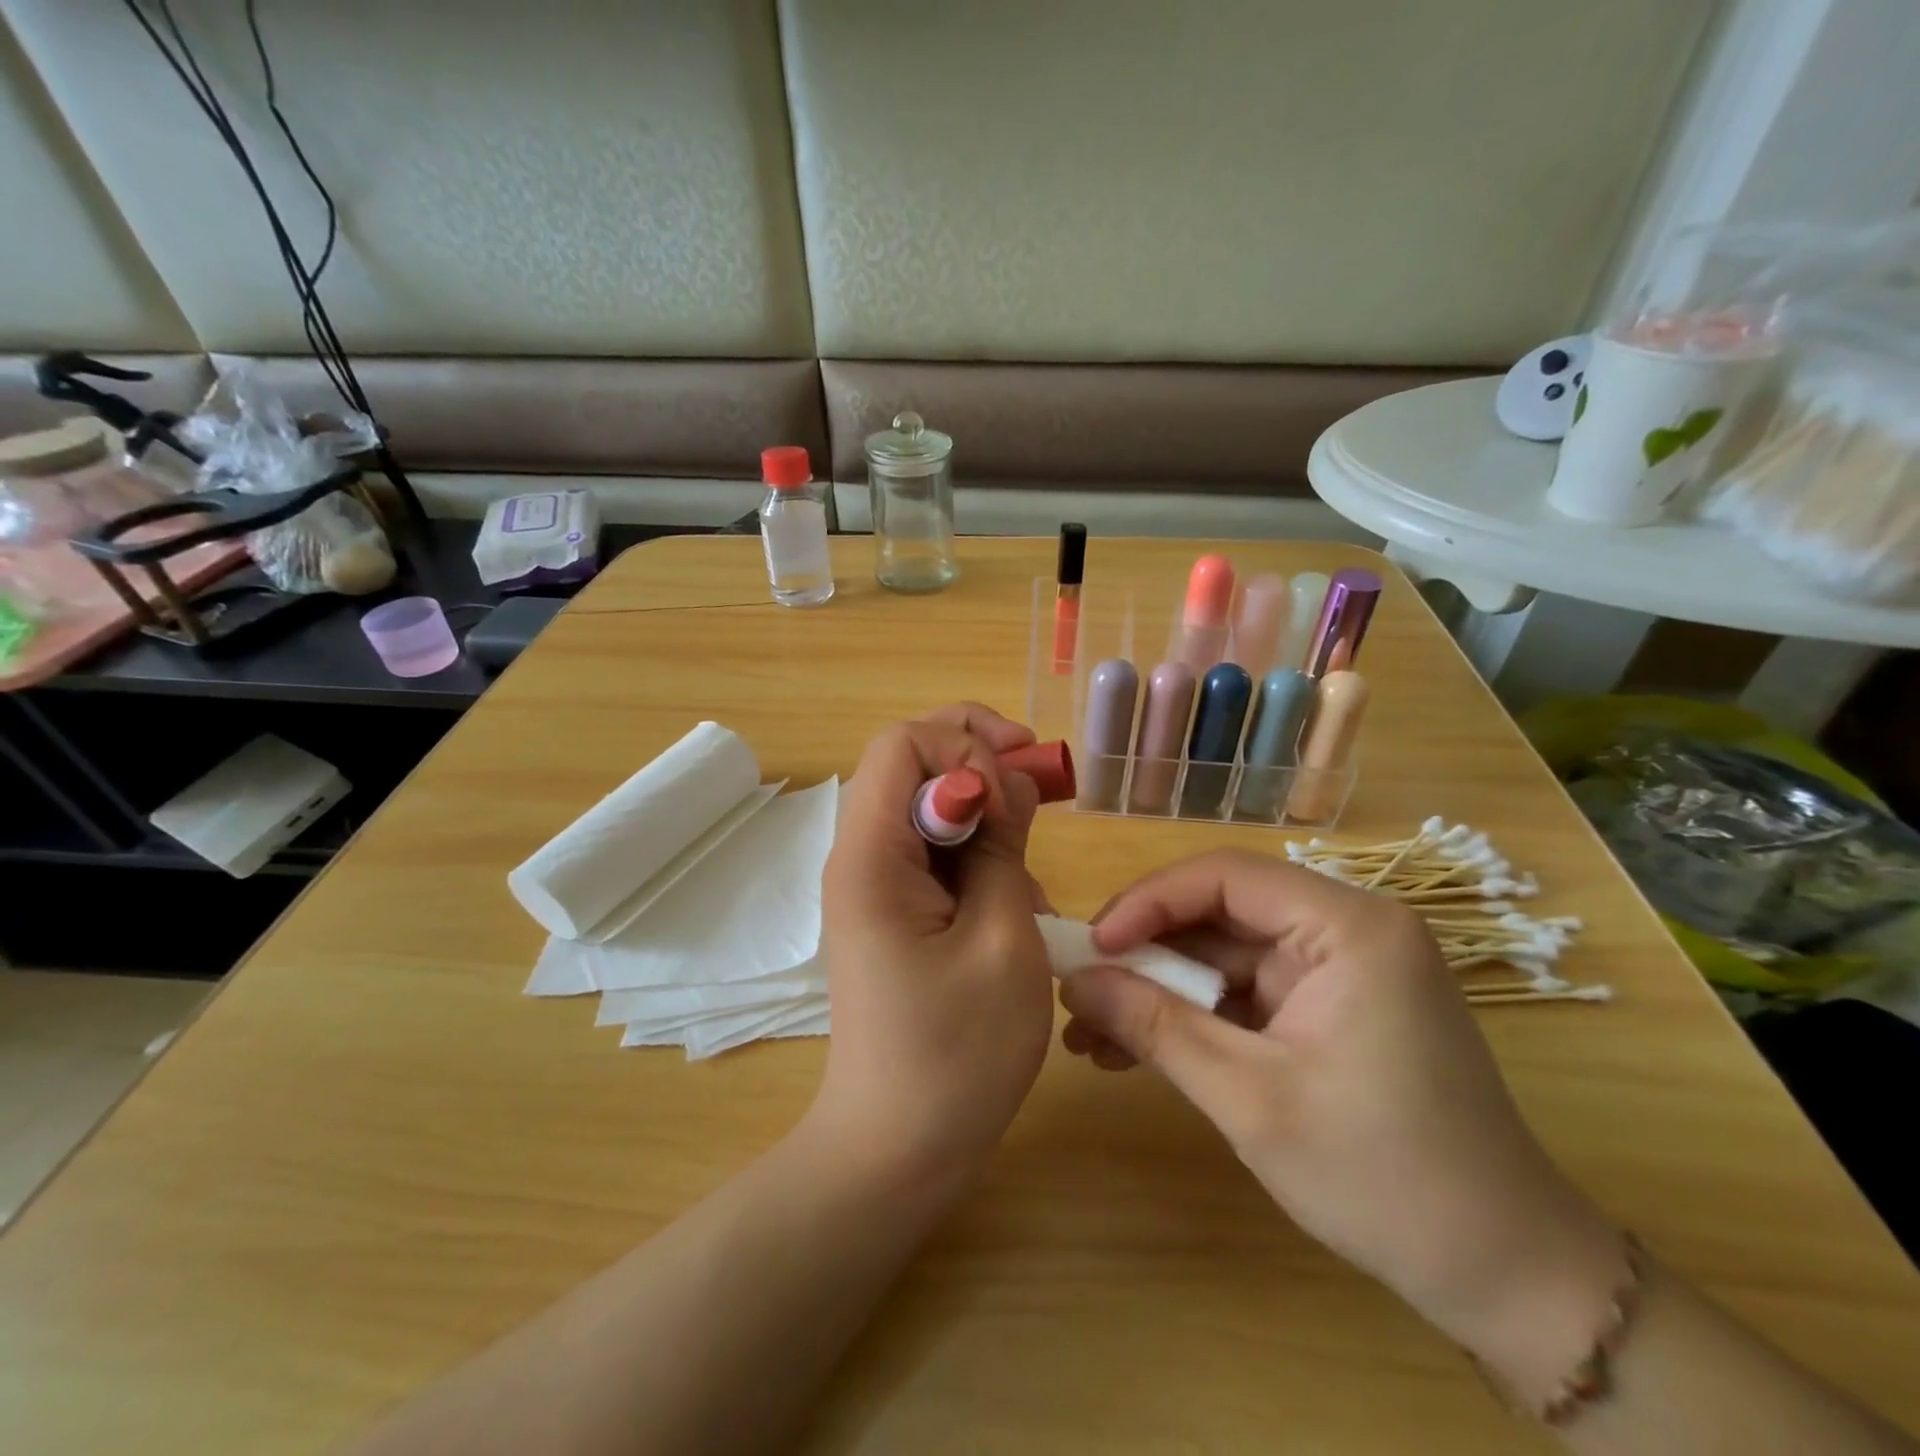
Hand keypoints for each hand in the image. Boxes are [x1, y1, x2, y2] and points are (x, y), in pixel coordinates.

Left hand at [811, 704, 1053, 1188]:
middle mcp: (860, 855)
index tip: (1016, 796)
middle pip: (910, 762)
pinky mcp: (892, 910)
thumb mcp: (1004, 939)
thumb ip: (1005, 846)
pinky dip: (980, 856)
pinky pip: (935, 851)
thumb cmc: (957, 1054)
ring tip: (1030, 872)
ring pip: (928, 804)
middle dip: (979, 757)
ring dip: (986, 814)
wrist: (897, 1152)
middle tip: (1039, 783)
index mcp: (871, 855)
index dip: (966, 747)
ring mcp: (874, 884)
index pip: (902, 743)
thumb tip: (1008, 784)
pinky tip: (1016, 905)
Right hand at [1058, 850, 1625, 1381]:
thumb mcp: (1249, 1098)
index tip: (1093, 947)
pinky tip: (1133, 1050)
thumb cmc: (1382, 1177)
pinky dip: (1192, 1018)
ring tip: (1090, 1034)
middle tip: (1080, 991)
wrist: (1503, 1276)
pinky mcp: (1328, 1008)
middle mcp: (1346, 930)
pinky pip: (1243, 994)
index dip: (1148, 902)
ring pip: (1223, 957)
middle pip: (1220, 914)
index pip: (1225, 877)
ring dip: (1159, 992)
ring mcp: (1338, 970)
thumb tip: (1071, 982)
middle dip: (1145, 955)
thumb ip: (1154, 1027)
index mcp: (1349, 927)